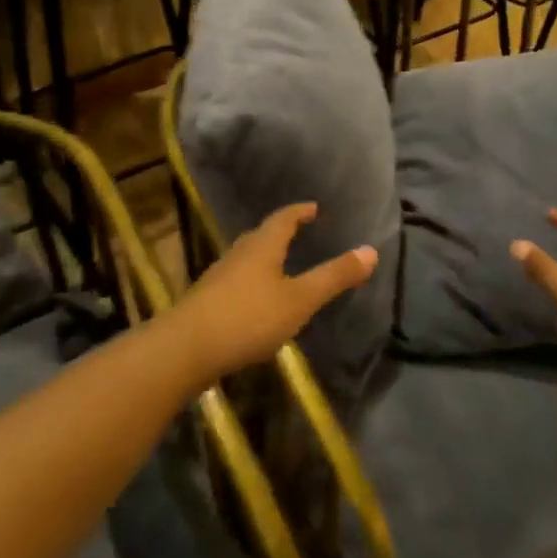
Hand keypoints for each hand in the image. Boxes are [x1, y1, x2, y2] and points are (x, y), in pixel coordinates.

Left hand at [174, 203, 376, 381]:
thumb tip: (371, 250)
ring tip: (280, 266)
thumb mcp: (300, 299)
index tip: (313, 208)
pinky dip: (252, 281)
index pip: (283, 218)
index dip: (300, 211)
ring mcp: (219, 277)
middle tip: (299, 233)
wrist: (185, 349)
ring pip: (246, 258)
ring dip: (264, 257)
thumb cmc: (248, 318)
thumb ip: (334, 277)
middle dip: (280, 232)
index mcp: (262, 246)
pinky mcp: (207, 300)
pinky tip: (256, 302)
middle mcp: (239, 253)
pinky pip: (236, 280)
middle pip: (262, 235)